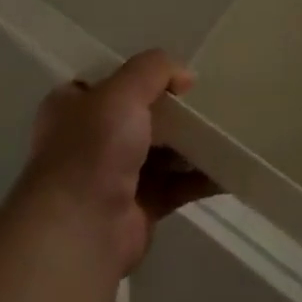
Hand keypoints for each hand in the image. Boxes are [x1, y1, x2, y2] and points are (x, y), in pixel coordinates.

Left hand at [14, 50, 218, 275]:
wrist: (81, 231)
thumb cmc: (93, 149)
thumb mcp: (122, 91)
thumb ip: (154, 69)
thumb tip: (185, 76)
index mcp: (72, 107)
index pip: (108, 82)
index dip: (140, 75)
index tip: (177, 73)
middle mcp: (90, 140)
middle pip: (140, 116)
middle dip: (174, 111)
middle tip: (210, 100)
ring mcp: (114, 176)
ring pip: (161, 152)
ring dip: (191, 144)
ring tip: (228, 129)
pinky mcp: (139, 208)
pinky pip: (176, 185)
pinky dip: (201, 177)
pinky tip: (229, 167)